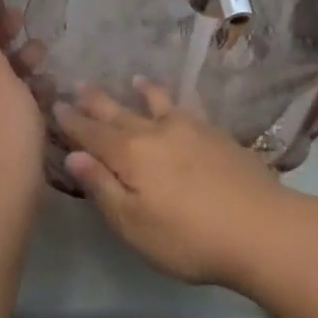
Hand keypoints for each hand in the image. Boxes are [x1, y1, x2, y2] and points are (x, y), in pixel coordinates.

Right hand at [54, 80, 300, 285]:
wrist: (261, 228)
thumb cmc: (189, 238)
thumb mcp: (133, 224)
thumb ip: (103, 187)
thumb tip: (72, 155)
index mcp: (130, 155)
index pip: (92, 134)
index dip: (72, 121)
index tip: (55, 104)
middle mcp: (156, 132)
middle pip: (120, 114)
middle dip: (97, 102)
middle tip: (80, 85)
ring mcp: (190, 129)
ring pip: (158, 104)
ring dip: (141, 92)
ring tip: (132, 80)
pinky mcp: (217, 134)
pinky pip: (187, 108)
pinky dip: (175, 101)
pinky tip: (179, 104)